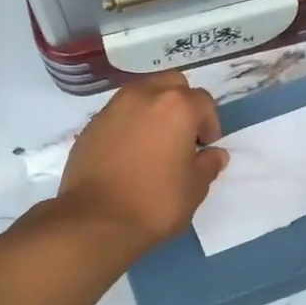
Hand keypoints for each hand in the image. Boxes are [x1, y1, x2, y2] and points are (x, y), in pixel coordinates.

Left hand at [55, 72, 228, 253]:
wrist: (95, 220)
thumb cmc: (155, 203)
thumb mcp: (194, 189)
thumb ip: (208, 165)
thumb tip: (214, 154)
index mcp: (176, 106)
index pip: (203, 101)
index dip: (210, 124)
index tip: (205, 148)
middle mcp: (143, 96)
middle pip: (171, 84)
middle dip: (182, 104)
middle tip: (183, 136)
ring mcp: (112, 108)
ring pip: (141, 94)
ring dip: (153, 110)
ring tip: (154, 144)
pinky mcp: (90, 125)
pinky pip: (118, 114)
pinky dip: (128, 125)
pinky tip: (128, 155)